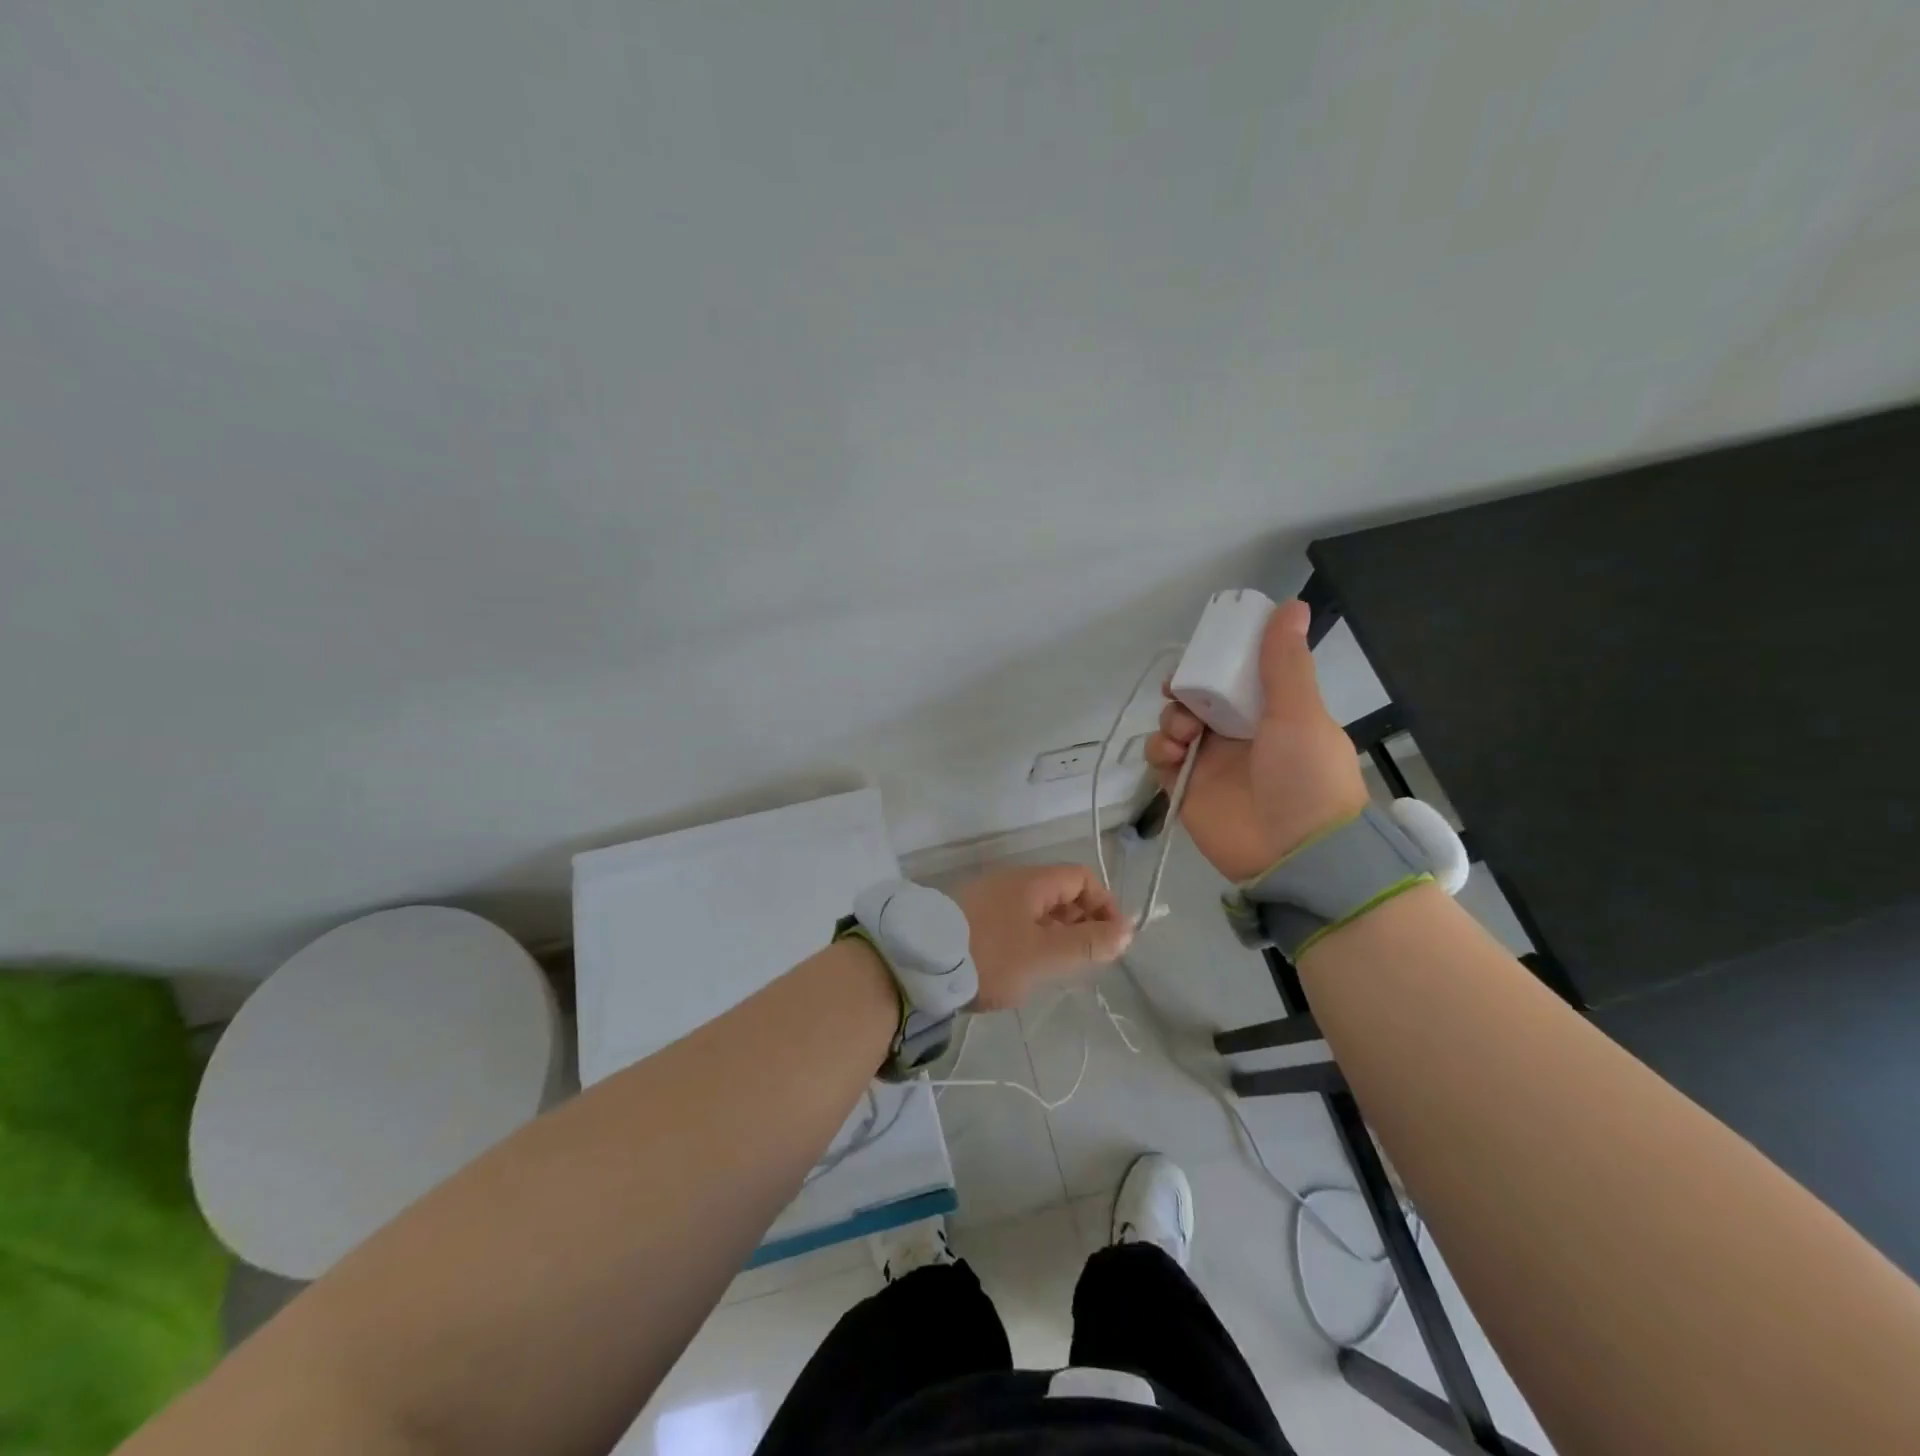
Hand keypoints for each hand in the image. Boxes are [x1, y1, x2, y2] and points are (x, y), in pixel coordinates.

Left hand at [951, 864, 1132, 1009]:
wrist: (918, 964)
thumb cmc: (989, 956)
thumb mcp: (1044, 955)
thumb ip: (1087, 943)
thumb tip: (1127, 930)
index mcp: (1031, 882)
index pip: (1081, 877)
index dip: (1104, 905)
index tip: (1111, 941)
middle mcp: (1009, 882)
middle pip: (1059, 892)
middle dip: (1080, 922)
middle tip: (1085, 960)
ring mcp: (986, 898)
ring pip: (1035, 910)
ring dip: (1054, 934)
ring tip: (1055, 969)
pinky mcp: (969, 918)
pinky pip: (1012, 921)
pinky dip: (1028, 939)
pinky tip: (1022, 968)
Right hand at [1145, 598, 1370, 881]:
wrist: (1295, 856)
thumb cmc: (1306, 778)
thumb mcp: (1300, 714)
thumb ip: (1285, 663)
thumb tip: (1290, 605)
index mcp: (1269, 712)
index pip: (1232, 676)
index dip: (1212, 663)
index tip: (1200, 655)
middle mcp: (1236, 734)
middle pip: (1196, 698)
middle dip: (1183, 691)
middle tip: (1182, 695)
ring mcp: (1209, 762)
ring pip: (1173, 725)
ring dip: (1171, 721)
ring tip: (1185, 736)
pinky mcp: (1185, 789)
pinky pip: (1160, 760)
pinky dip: (1159, 752)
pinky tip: (1175, 757)